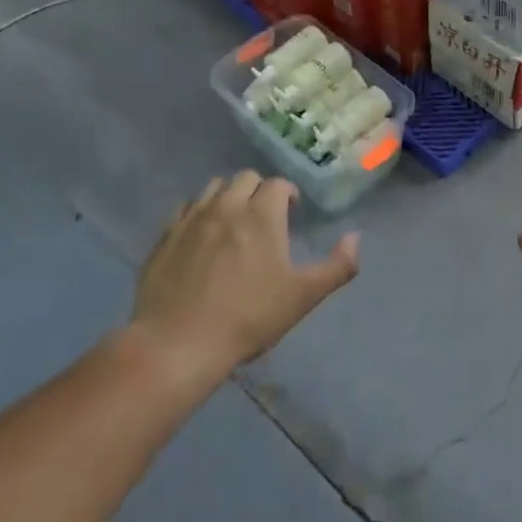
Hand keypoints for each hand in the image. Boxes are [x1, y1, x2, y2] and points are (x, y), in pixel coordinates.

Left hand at [131, 172, 359, 375]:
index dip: (288, 193)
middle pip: (245, 178)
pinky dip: (199, 213)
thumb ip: (338, 266)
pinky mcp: (165, 236)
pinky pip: (185, 208)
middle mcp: (227, 205)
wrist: (178, 343)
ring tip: (233, 221)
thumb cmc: (248, 317)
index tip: (292, 211)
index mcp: (262, 214)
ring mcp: (192, 218)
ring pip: (213, 188)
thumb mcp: (304, 296)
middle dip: (259, 190)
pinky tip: (201, 237)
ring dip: (228, 196)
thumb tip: (355, 238)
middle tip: (264, 215)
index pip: (278, 184)